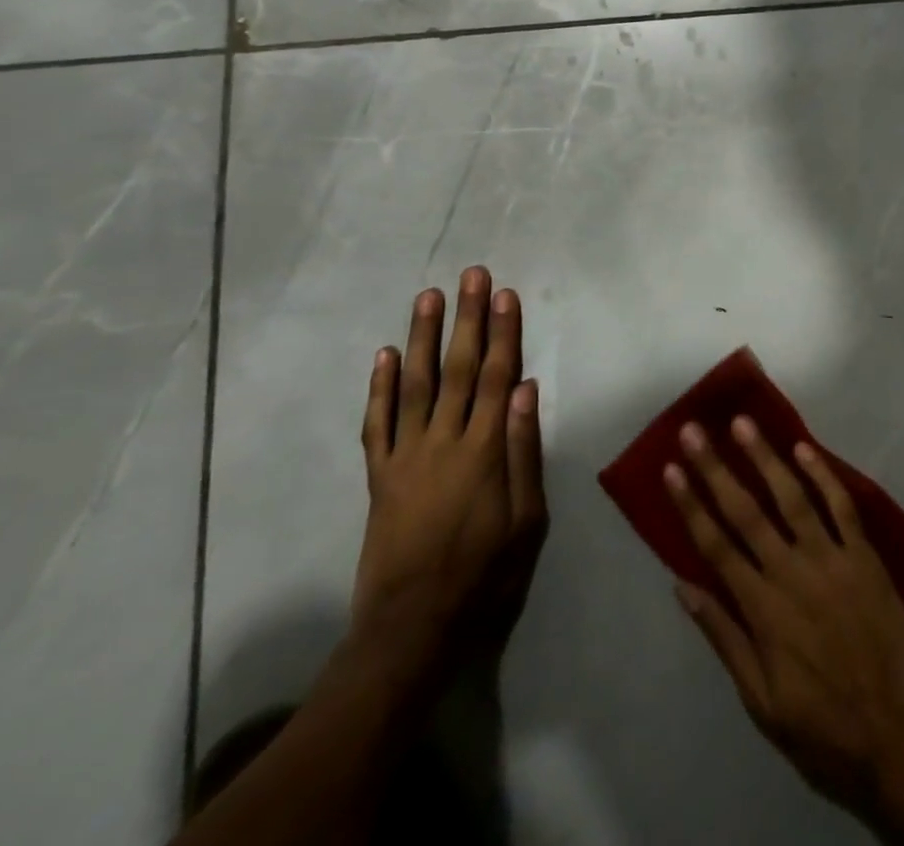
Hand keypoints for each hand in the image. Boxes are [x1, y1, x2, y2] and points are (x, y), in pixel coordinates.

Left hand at [353, 266, 547, 669]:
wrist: (411, 628)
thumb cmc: (484, 574)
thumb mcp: (526, 519)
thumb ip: (524, 451)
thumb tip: (526, 389)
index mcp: (483, 451)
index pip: (498, 376)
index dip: (503, 332)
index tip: (505, 294)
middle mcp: (442, 442)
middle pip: (459, 368)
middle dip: (467, 318)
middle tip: (470, 275)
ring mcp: (405, 457)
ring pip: (415, 384)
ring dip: (423, 337)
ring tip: (427, 297)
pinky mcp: (379, 477)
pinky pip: (377, 424)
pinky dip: (379, 388)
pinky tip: (385, 355)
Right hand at [666, 416, 903, 818]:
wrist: (899, 734)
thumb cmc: (823, 727)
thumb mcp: (761, 701)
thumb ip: (725, 638)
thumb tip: (684, 588)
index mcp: (762, 610)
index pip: (716, 546)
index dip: (691, 505)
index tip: (671, 469)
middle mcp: (792, 573)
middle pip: (746, 511)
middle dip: (716, 469)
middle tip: (694, 431)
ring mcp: (832, 559)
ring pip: (792, 497)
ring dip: (765, 457)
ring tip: (743, 423)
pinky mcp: (865, 555)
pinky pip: (841, 506)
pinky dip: (823, 475)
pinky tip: (804, 448)